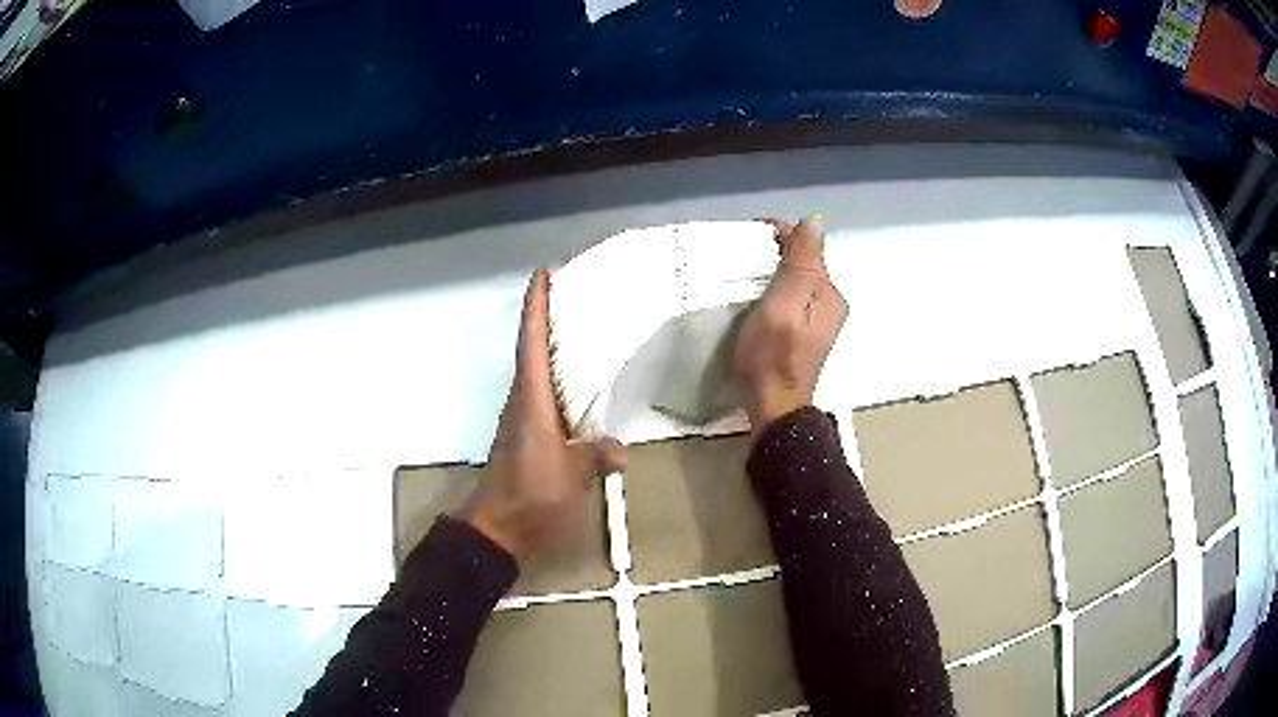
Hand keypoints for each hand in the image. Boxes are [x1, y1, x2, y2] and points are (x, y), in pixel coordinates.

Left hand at [461, 270, 627, 559]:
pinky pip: (544, 394)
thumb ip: (596, 455)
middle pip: (533, 347)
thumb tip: (620, 449)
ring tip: (583, 328)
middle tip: (576, 292)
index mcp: (531, 399)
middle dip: (549, 316)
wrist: (499, 528)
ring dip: (553, 345)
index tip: (544, 274)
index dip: (536, 306)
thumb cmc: (531, 494)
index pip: (532, 342)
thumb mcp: (571, 475)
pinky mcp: (526, 434)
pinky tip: (581, 384)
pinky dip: (559, 378)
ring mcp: (523, 417)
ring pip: (538, 370)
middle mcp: (523, 400)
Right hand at [732, 215, 847, 431]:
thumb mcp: (784, 303)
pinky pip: (790, 298)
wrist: (772, 407)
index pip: (807, 245)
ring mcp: (818, 321)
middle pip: (802, 262)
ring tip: (741, 274)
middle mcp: (830, 303)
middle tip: (738, 256)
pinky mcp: (804, 334)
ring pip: (795, 280)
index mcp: (829, 292)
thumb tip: (816, 220)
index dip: (778, 234)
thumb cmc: (773, 355)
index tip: (745, 236)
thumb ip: (801, 262)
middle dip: (773, 253)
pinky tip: (754, 299)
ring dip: (772, 271)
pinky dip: (772, 291)